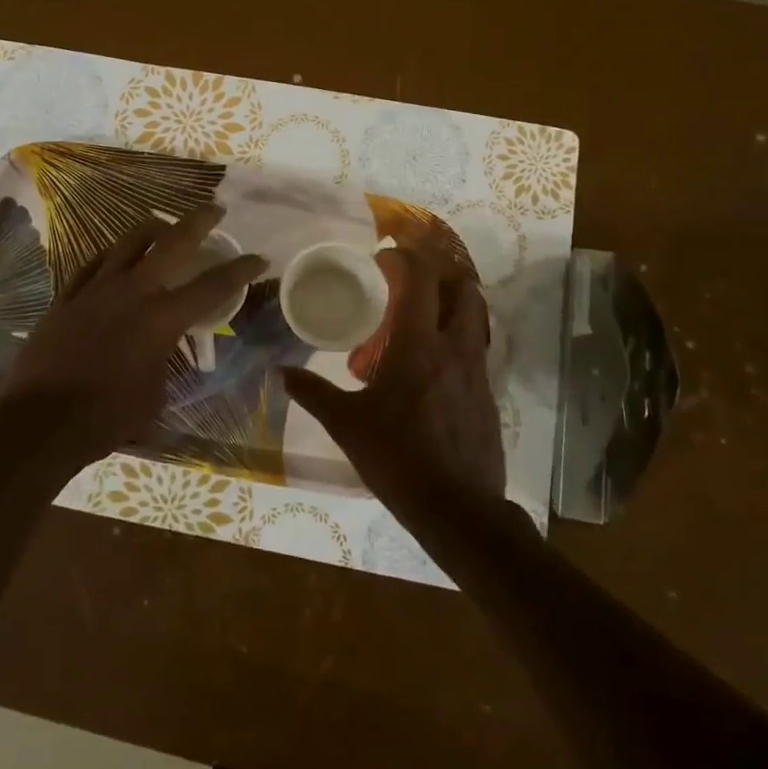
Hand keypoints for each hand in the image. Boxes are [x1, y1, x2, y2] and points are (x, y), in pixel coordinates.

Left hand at [0, 204, 266, 471]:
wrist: (41, 421)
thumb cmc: (106, 417)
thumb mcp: (154, 394)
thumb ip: (163, 363)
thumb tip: (160, 353)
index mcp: (161, 319)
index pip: (211, 286)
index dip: (240, 270)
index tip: (259, 258)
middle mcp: (132, 292)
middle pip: (172, 243)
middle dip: (198, 222)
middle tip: (214, 210)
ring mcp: (95, 289)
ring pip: (128, 242)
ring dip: (152, 228)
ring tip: (163, 223)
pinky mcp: (67, 297)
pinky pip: (93, 263)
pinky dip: (111, 255)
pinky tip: (116, 253)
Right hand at [282, 247, 504, 529]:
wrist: (458, 510)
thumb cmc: (397, 459)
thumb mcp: (347, 425)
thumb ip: (313, 393)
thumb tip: (279, 373)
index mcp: (419, 346)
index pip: (420, 280)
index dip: (403, 259)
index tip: (383, 258)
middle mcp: (455, 349)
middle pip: (463, 289)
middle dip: (438, 276)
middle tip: (407, 285)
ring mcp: (477, 372)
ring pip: (474, 318)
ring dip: (451, 306)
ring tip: (419, 319)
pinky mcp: (488, 394)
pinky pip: (475, 349)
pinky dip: (456, 339)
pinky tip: (430, 365)